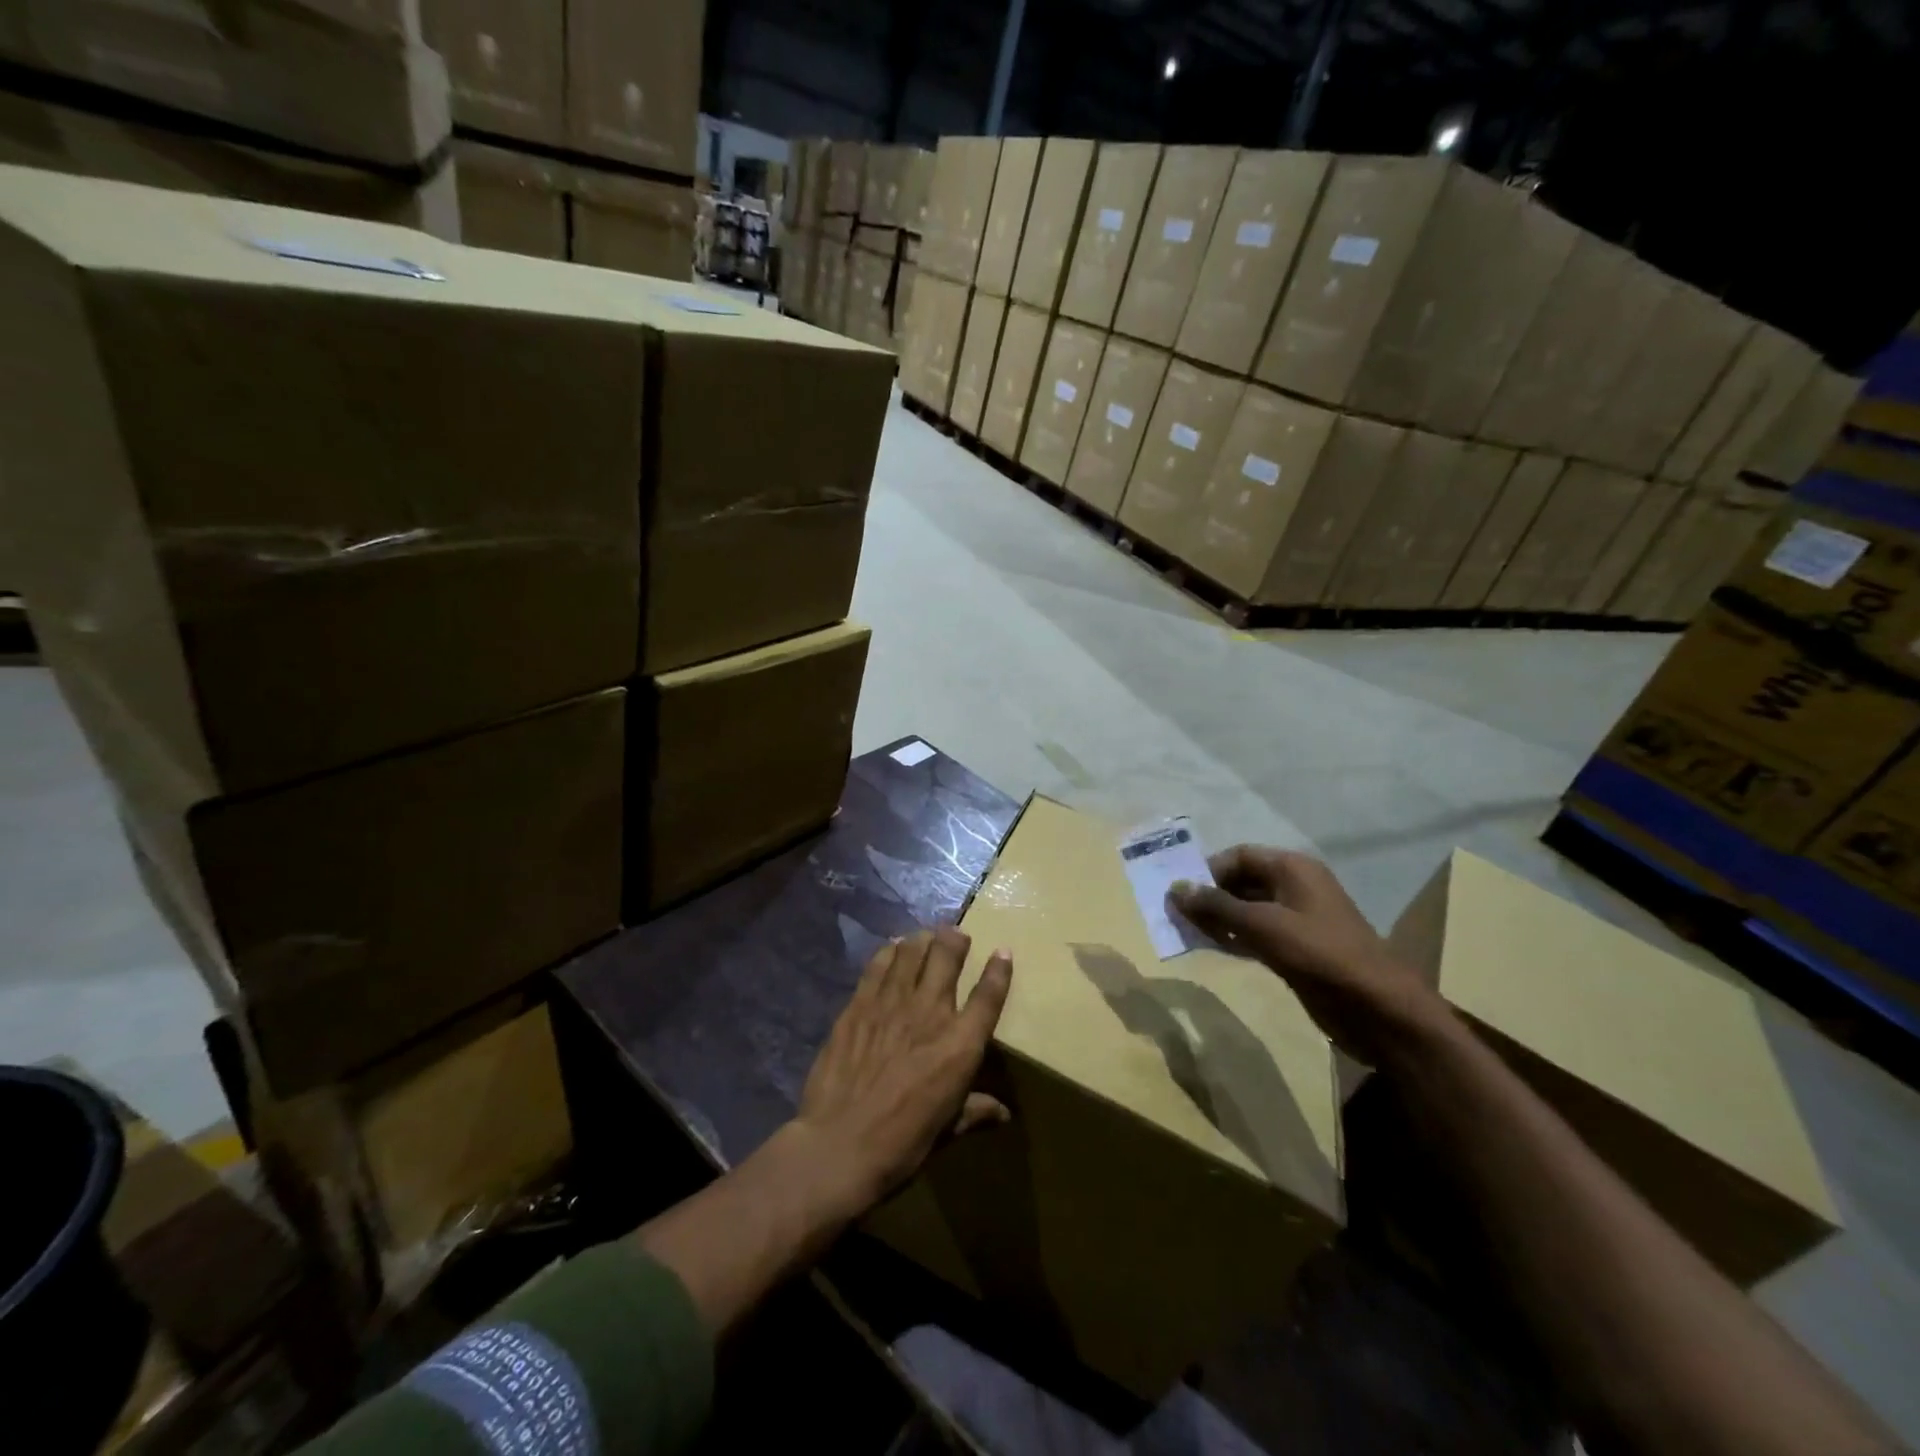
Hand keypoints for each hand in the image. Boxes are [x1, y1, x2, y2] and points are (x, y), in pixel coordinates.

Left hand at [794, 928, 1012, 1214]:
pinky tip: (891, 947)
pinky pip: (877, 966)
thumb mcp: (947, 1131)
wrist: (839, 1145)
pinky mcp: (859, 1005)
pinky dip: (888, 952)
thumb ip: (974, 1112)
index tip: (1003, 952)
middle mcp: (930, 1013)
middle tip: (956, 934)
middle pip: (946, 958)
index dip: (999, 971)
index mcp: (959, 1046)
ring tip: (926, 935)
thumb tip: (1003, 1113)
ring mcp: (891, 1004)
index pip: (987, 997)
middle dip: (954, 940)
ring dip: (922, 940)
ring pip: (912, 953)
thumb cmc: (902, 1145)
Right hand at [1170, 846, 1446, 1066]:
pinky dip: (1232, 938)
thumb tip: (1175, 888)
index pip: (1239, 856)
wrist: (1378, 1010)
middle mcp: (1294, 887)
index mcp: (1293, 869)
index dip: (1207, 870)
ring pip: (1246, 910)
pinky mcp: (1297, 950)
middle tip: (1175, 915)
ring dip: (1217, 919)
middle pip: (1241, 882)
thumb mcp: (1264, 926)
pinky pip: (1255, 935)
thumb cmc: (1321, 954)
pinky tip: (1210, 948)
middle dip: (1209, 896)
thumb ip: (1217, 907)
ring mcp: (1297, 920)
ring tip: (1185, 932)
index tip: (1179, 892)